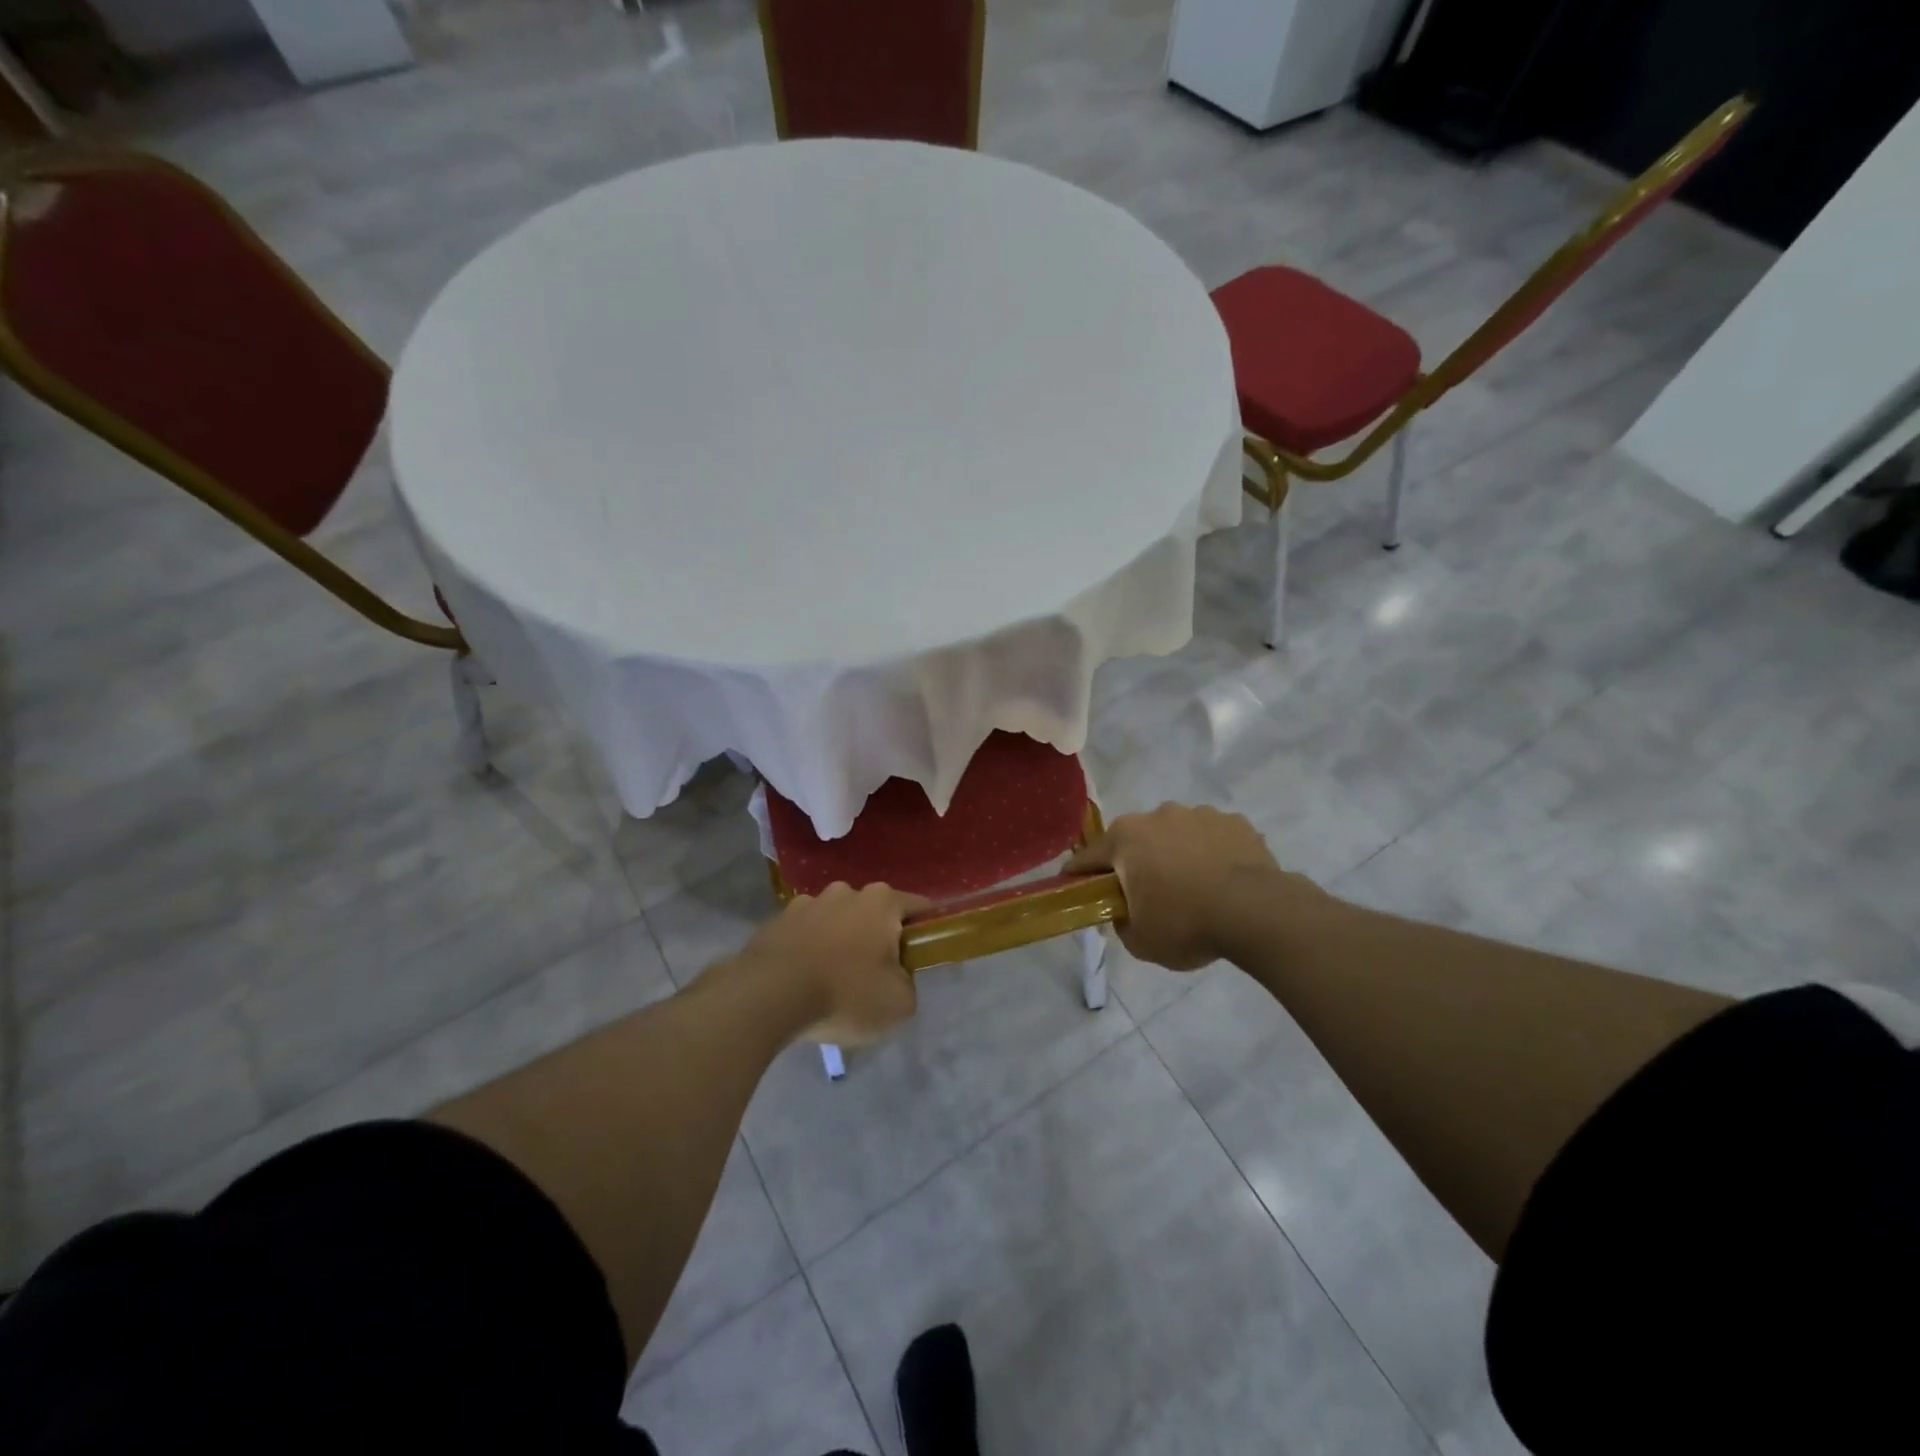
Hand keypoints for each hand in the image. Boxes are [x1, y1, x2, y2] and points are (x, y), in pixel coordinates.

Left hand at [732, 882, 928, 1046]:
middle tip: (875, 976)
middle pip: (873, 913)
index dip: (925, 930)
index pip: (918, 906)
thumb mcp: (898, 1004)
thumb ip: (908, 985)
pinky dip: (808, 950)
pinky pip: (804, 934)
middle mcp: (846, 891)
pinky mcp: (776, 921)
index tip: (921, 956)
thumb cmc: (844, 994)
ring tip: (832, 981)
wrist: (767, 997)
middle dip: (877, 938)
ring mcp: (807, 903)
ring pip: (836, 921)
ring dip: (839, 942)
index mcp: (882, 901)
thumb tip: (897, 978)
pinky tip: (802, 981)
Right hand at [1070, 803, 1306, 969]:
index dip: (1080, 876)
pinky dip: (1211, 854)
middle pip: (1135, 841)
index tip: (1077, 890)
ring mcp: (1199, 814)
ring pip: (1176, 835)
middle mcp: (1158, 815)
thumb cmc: (1186, 924)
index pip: (1089, 857)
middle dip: (1136, 863)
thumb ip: (1121, 922)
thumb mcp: (1140, 941)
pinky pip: (1212, 838)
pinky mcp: (1235, 822)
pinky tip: (1223, 880)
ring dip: (1177, 854)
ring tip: (1194, 888)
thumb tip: (1124, 911)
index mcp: (1126, 838)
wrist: (1257, 912)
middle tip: (1148, 896)